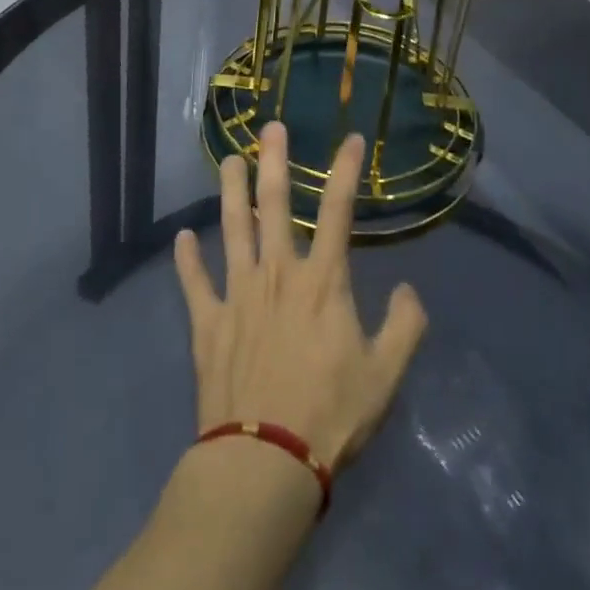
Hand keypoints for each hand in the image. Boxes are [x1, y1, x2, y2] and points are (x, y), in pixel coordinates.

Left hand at [173, 122, 427, 477]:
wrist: (265, 462)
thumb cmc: (330, 416)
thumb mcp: (385, 376)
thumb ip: (404, 327)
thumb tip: (408, 290)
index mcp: (322, 282)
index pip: (339, 211)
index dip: (347, 171)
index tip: (352, 139)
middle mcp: (278, 273)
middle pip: (275, 204)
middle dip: (274, 161)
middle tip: (269, 128)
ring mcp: (239, 294)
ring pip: (232, 228)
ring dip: (230, 191)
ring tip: (227, 160)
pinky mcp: (208, 323)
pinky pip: (194, 282)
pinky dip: (186, 259)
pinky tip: (181, 237)